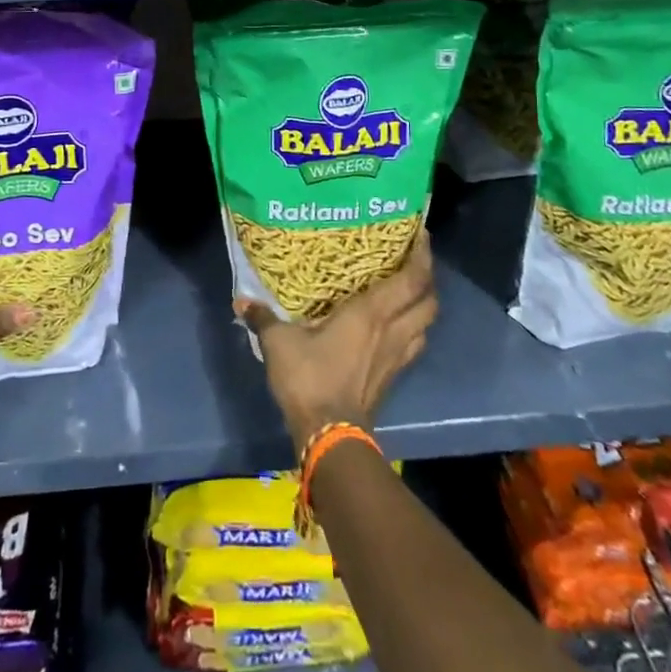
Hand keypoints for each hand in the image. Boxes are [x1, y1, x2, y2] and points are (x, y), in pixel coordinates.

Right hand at [237, 235, 436, 456]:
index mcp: (372, 314)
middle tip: (415, 260)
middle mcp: (392, 331)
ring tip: (409, 291)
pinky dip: (413, 329)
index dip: (422, 256)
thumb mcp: (279, 343)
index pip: (412, 280)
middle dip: (429, 279)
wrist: (330, 437)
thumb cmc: (310, 378)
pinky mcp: (393, 378)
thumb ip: (263, 318)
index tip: (422, 234)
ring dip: (424, 306)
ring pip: (426, 325)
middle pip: (429, 302)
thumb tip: (241, 300)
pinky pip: (414, 344)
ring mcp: (396, 357)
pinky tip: (397, 327)